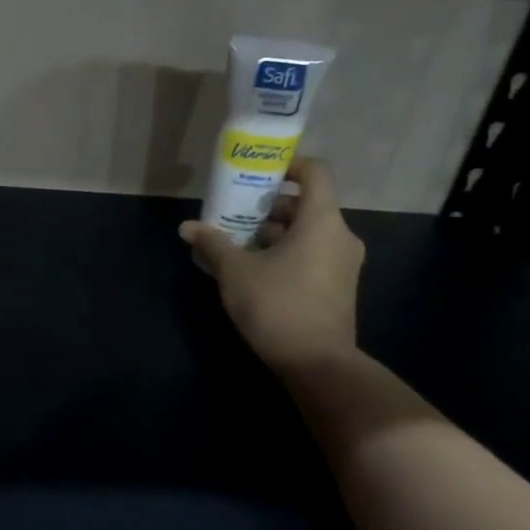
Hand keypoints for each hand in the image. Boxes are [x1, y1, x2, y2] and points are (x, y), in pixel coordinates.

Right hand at [179, 159, 364, 375]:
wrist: (318, 364)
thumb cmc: (277, 305)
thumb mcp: (235, 272)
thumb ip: (213, 243)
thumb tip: (187, 228)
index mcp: (321, 221)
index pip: (315, 173)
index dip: (289, 164)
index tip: (259, 171)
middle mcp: (340, 235)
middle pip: (307, 204)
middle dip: (269, 204)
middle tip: (235, 209)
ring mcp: (342, 263)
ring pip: (308, 232)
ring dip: (274, 231)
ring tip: (237, 240)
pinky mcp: (338, 287)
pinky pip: (312, 254)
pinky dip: (286, 251)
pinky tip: (253, 267)